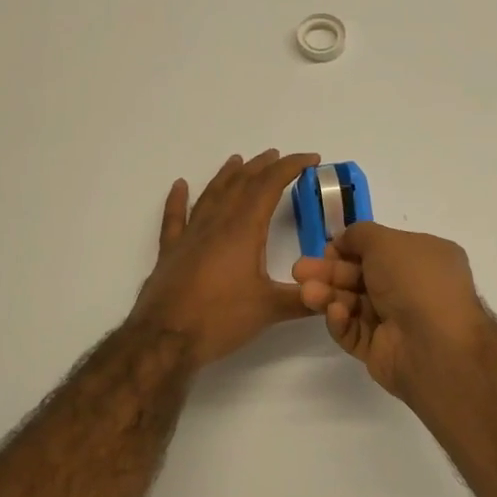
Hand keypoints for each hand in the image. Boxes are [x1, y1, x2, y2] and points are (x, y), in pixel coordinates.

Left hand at [131, 150, 319, 368]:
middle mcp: (216, 225)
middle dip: (262, 167)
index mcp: (243, 231)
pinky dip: (177, 200)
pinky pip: (174, 218)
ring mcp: (190, 236)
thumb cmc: (220, 319)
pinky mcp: (171, 252)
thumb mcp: (269, 310)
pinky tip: (179, 186)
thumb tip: (331, 293)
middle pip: (241, 185)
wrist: (165, 339)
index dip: (291, 168)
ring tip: (238, 161)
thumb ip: (303, 300)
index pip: (270, 187)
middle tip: (277, 157)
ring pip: (211, 195)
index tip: (311, 159)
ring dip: (227, 176)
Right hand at [292, 221, 495, 402]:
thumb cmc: (415, 281)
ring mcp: (397, 321)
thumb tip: (343, 241)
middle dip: (329, 272)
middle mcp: (413, 288)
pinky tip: (336, 313)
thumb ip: (359, 235)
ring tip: (307, 293)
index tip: (326, 249)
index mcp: (424, 258)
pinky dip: (342, 321)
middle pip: (361, 276)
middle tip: (299, 271)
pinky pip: (355, 331)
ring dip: (329, 294)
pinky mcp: (381, 350)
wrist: (435, 344)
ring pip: (353, 304)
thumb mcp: (386, 241)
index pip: (381, 250)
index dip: (350, 248)